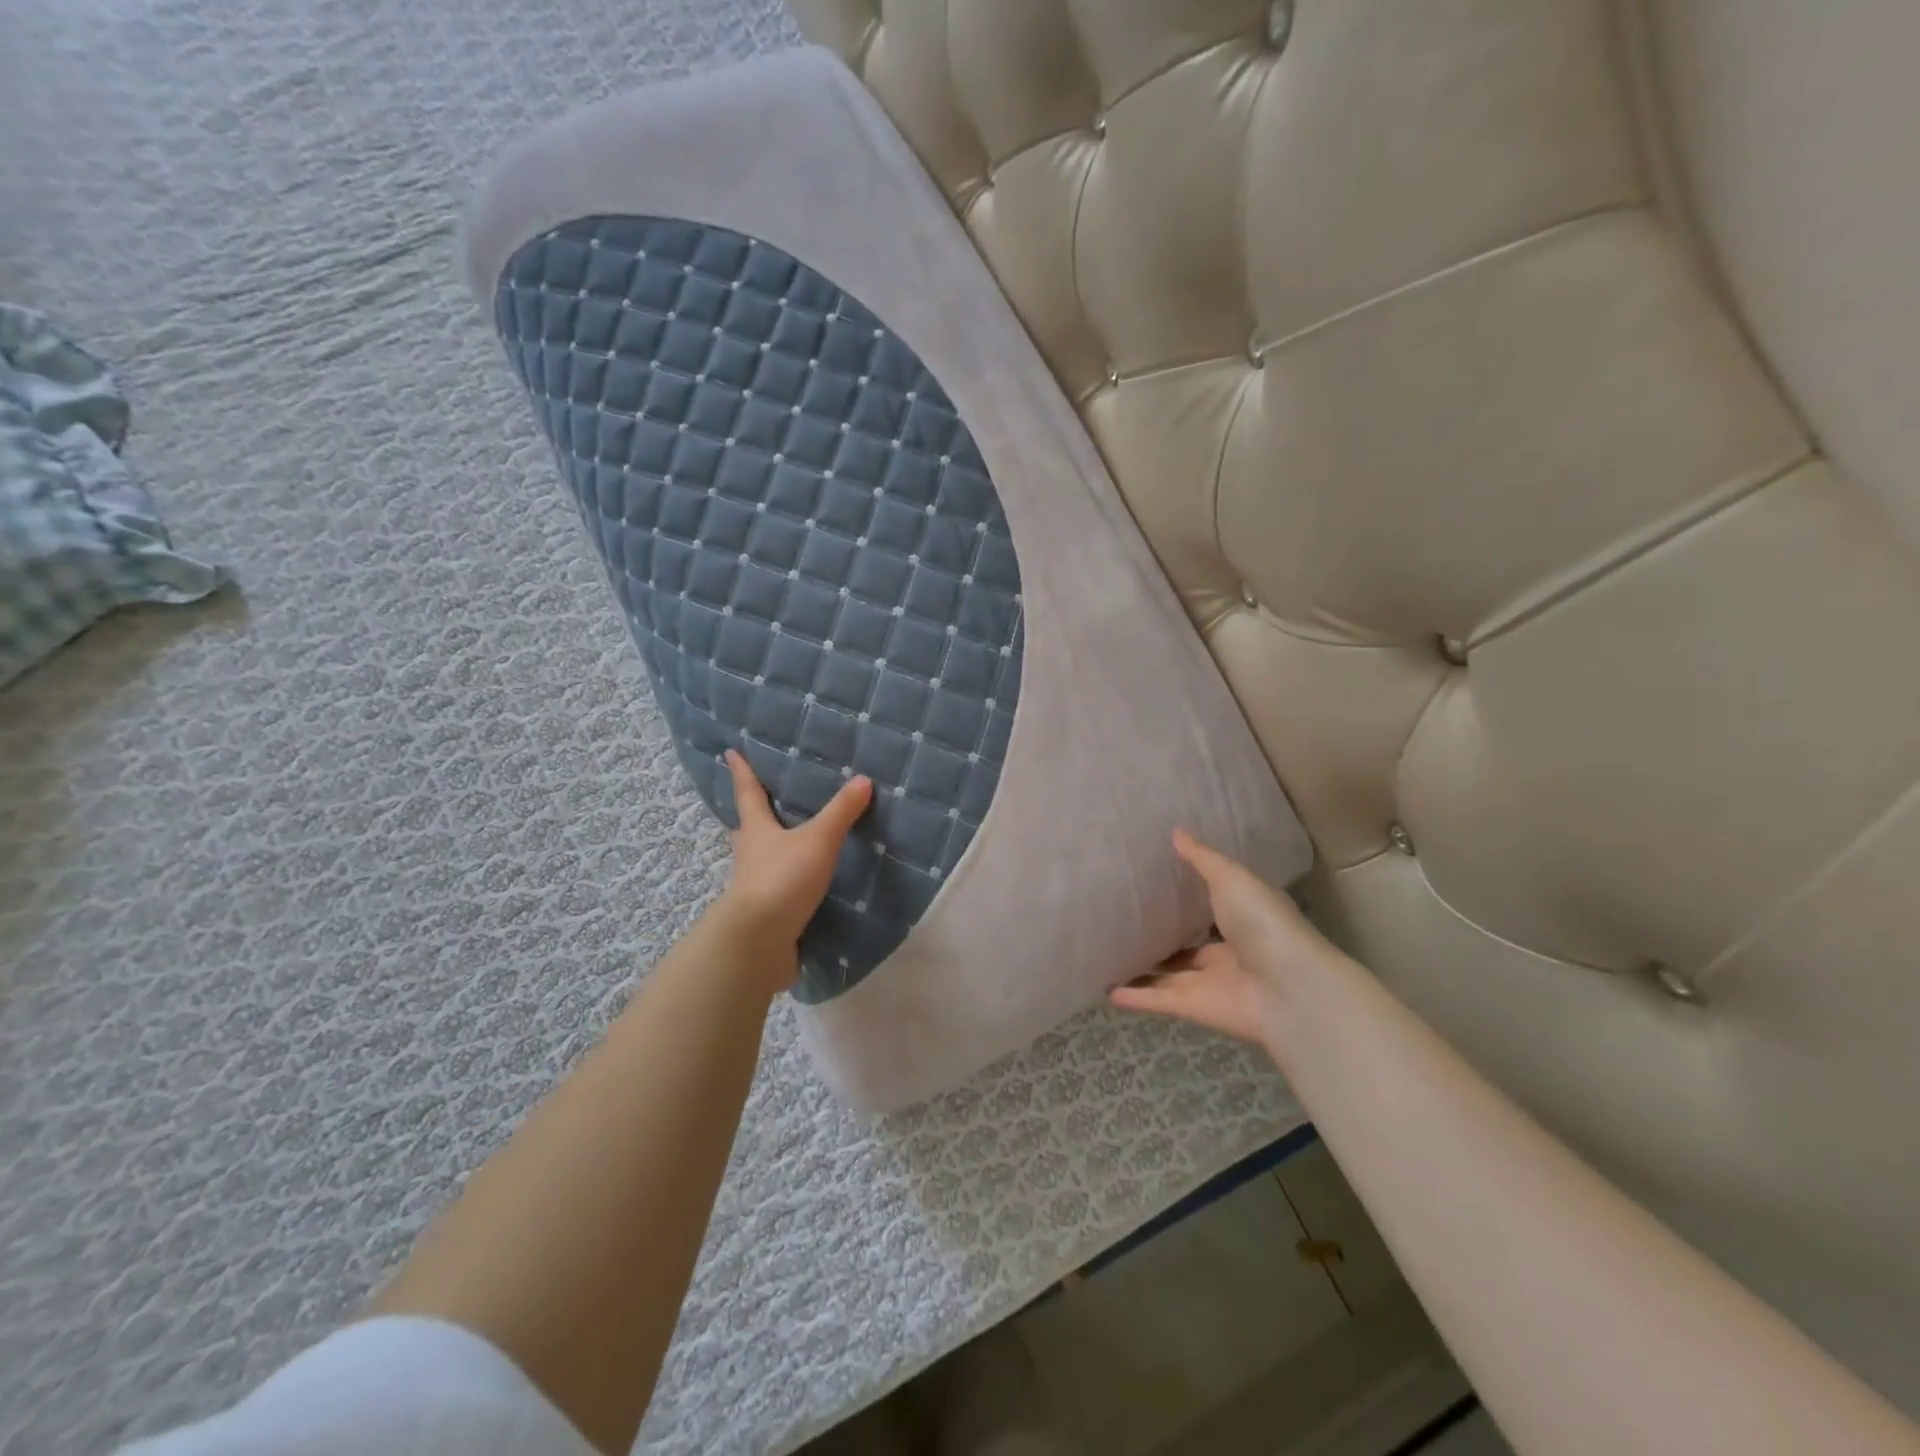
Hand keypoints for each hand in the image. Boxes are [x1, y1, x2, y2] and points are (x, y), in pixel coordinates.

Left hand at [714, 749, 872, 985]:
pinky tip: (800, 887)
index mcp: (757, 831)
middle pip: (746, 829)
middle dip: (751, 817)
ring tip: (784, 845)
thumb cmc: (782, 879)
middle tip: (757, 804)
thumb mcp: (818, 840)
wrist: (758, 941)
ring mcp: (753, 888)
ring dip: (767, 852)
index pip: (748, 794)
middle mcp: (749, 856)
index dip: (742, 773)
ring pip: (758, 861)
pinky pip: (774, 891)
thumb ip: (841, 812)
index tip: (730, 753)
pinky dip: (784, 884)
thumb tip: (863, 780)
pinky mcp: (764, 915)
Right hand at [1110, 829, 1341, 1048]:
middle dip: (1163, 939)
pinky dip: (1136, 997)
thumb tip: (1176, 831)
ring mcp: (1212, 984)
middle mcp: (1229, 953)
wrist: (1291, 991)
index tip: (1154, 884)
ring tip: (1108, 956)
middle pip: (1188, 948)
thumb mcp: (1233, 880)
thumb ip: (1202, 860)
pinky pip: (1160, 1000)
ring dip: (1143, 970)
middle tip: (1123, 922)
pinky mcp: (1197, 1009)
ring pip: (1170, 976)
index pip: (1212, 909)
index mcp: (1244, 920)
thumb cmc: (1265, 925)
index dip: (1187, 900)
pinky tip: (1108, 991)